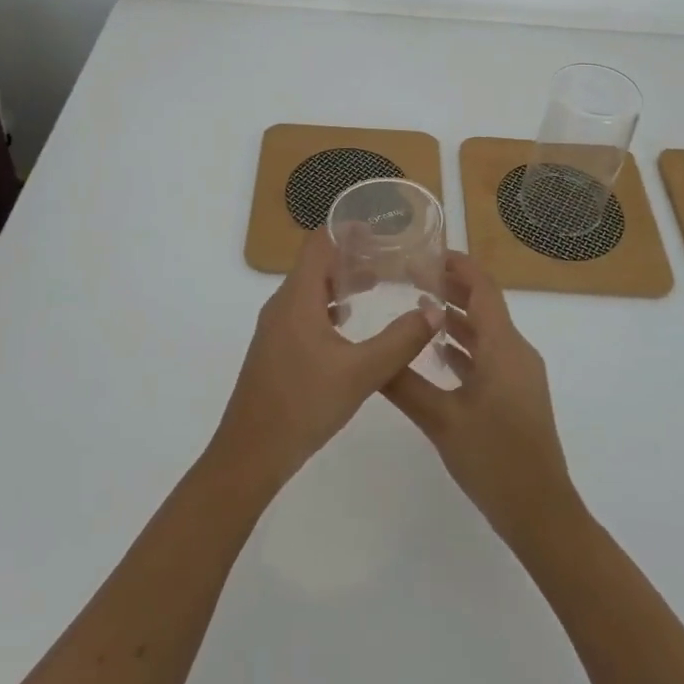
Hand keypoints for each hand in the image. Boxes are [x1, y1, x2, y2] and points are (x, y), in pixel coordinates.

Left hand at [208, 228, 440, 498]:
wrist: (250, 453)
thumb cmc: (303, 404)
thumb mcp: (361, 373)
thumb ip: (400, 341)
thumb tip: (433, 311)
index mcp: (297, 298)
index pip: (318, 243)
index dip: (346, 230)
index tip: (379, 230)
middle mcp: (282, 304)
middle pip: (315, 264)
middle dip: (350, 257)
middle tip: (388, 258)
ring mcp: (276, 328)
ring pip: (310, 290)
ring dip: (340, 283)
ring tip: (377, 286)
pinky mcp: (276, 349)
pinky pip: (304, 312)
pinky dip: (329, 307)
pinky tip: (350, 326)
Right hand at [382, 251, 580, 547]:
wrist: (542, 514)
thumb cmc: (494, 459)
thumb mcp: (441, 420)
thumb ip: (404, 384)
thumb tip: (371, 355)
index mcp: (503, 346)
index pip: (482, 287)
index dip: (456, 265)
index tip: (424, 252)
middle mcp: (516, 352)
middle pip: (484, 305)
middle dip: (451, 287)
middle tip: (411, 276)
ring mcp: (519, 374)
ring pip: (486, 332)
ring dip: (455, 317)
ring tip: (418, 306)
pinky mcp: (517, 395)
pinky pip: (490, 356)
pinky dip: (464, 346)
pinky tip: (437, 353)